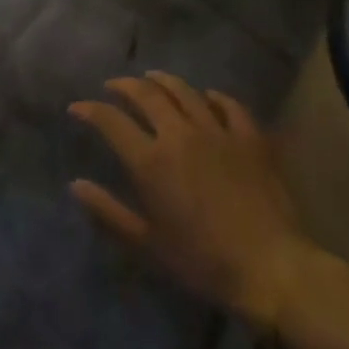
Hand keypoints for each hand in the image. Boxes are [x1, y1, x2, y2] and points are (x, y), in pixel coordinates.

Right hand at [69, 72, 321, 334]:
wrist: (272, 270)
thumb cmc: (204, 262)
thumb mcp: (148, 244)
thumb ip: (109, 212)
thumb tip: (76, 185)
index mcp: (150, 161)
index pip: (111, 121)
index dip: (90, 110)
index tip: (77, 108)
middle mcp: (179, 135)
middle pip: (146, 95)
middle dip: (125, 85)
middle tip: (114, 86)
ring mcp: (217, 132)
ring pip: (184, 91)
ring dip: (163, 81)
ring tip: (152, 79)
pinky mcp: (250, 139)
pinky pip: (229, 105)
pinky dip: (213, 97)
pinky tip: (207, 97)